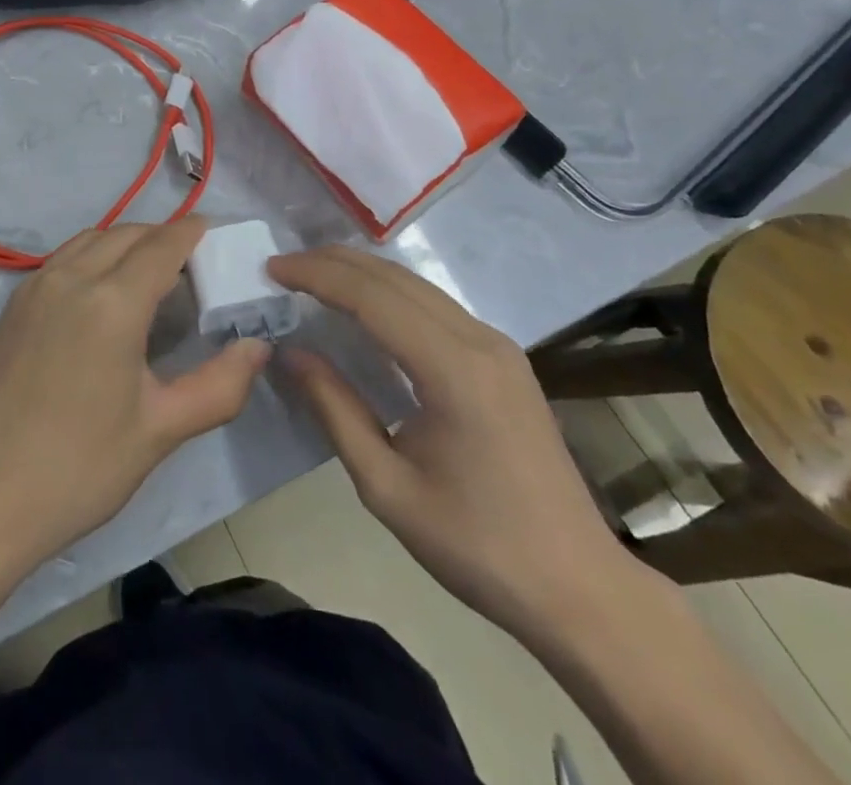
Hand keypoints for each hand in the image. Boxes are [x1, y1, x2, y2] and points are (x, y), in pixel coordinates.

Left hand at [0, 219, 270, 572]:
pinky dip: (92, 256)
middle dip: (162, 237)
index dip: (192, 232)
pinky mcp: (12, 305)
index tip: (215, 232)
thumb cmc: (79, 467)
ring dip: (125, 242)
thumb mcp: (160, 430)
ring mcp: (35, 287)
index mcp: (112, 301)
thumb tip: (258, 348)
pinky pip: (63, 259)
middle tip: (191, 264)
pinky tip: (101, 295)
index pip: (163, 245)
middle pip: (126, 234)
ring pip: (90, 239)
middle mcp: (71, 277)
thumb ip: (219, 386)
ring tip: (149, 274)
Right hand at [268, 246, 643, 642]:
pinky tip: (364, 307)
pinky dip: (389, 293)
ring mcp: (498, 346)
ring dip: (361, 273)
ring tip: (311, 278)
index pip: (371, 296)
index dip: (316, 275)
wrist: (579, 589)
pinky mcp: (504, 359)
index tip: (271, 269)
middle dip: (333, 262)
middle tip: (283, 267)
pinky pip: (435, 305)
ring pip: (416, 285)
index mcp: (452, 369)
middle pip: (394, 278)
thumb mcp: (387, 486)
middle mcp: (479, 340)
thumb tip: (291, 352)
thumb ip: (335, 409)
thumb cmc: (477, 546)